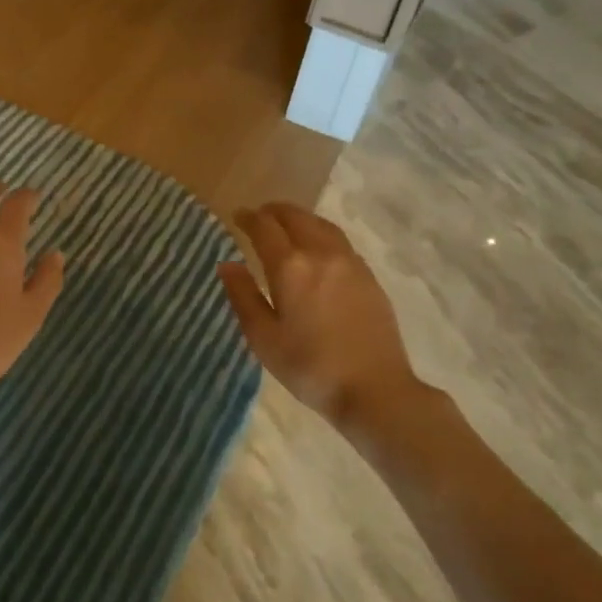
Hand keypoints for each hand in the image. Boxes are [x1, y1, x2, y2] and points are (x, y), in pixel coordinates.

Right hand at [218, 204, 423, 429]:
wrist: (374, 389)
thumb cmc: (310, 368)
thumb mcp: (263, 338)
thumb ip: (243, 296)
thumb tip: (227, 264)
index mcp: (290, 267)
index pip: (264, 228)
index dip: (248, 218)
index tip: (237, 216)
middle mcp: (321, 254)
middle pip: (295, 217)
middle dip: (273, 212)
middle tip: (259, 216)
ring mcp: (350, 262)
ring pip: (321, 225)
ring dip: (299, 218)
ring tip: (286, 224)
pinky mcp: (368, 276)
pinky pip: (339, 240)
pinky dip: (320, 232)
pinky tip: (317, 248)